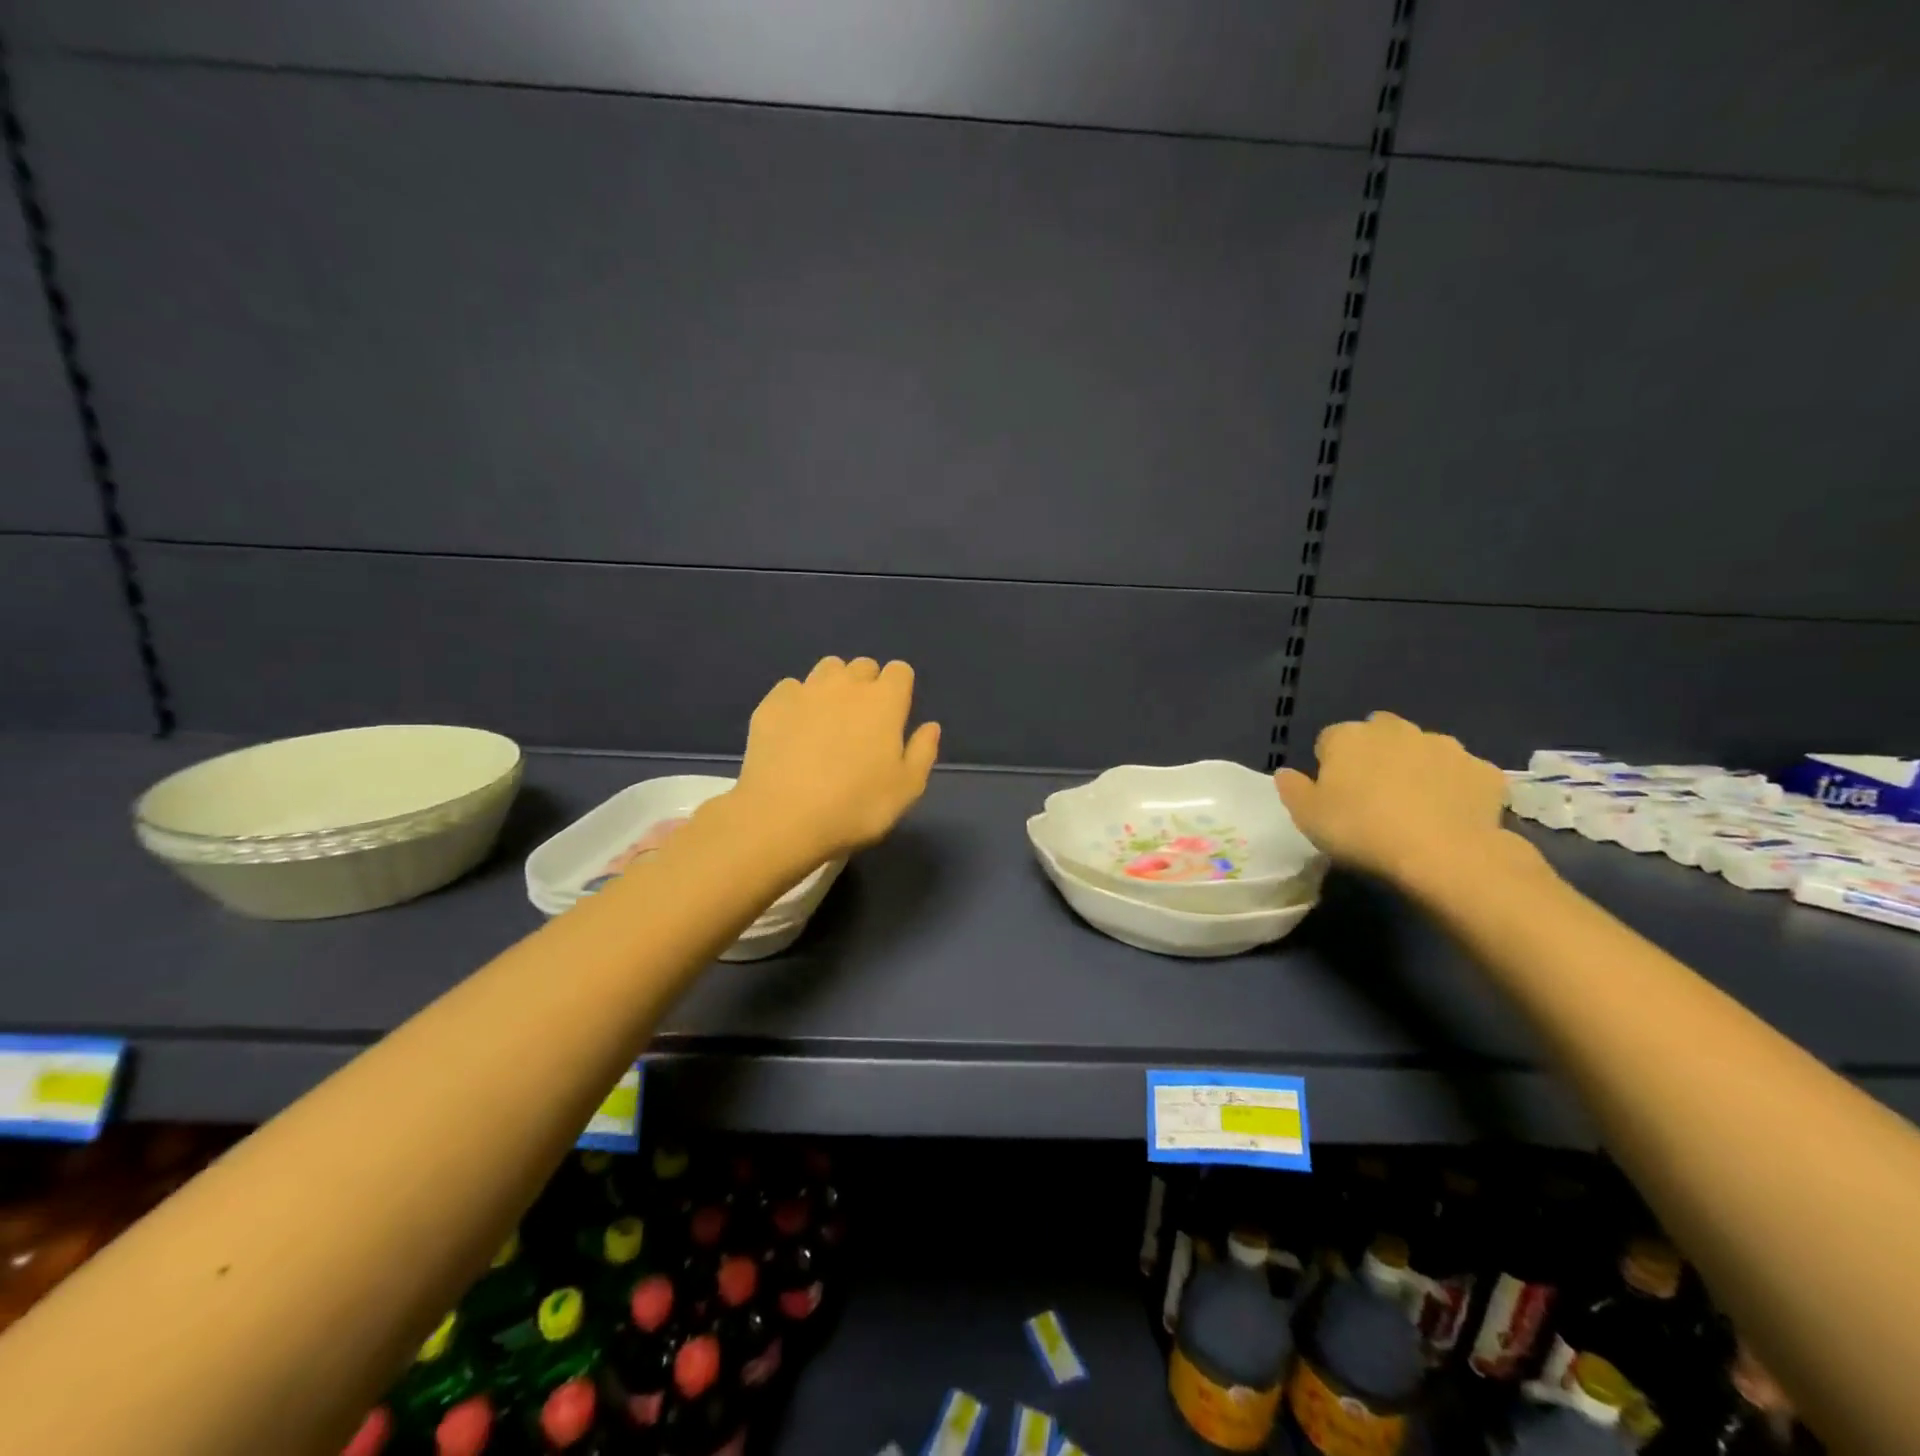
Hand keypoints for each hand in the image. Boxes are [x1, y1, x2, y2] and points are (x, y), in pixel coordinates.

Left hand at [734, 657, 941, 859]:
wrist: (782, 816)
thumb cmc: (855, 805)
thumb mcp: (906, 789)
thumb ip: (923, 752)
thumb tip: (930, 727)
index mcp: (884, 702)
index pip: (899, 671)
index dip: (899, 689)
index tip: (894, 716)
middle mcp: (846, 685)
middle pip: (863, 666)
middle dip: (867, 685)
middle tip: (862, 722)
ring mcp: (805, 691)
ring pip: (827, 669)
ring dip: (833, 686)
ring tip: (827, 720)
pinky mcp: (771, 704)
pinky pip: (790, 688)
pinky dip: (797, 701)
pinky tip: (793, 730)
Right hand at [1274, 711, 1507, 885]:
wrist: (1442, 853)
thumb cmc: (1361, 830)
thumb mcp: (1307, 817)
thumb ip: (1292, 789)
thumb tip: (1286, 772)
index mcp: (1348, 737)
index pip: (1329, 740)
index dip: (1330, 765)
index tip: (1334, 794)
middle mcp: (1395, 730)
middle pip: (1378, 733)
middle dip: (1375, 754)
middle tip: (1374, 795)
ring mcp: (1444, 746)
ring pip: (1423, 749)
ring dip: (1416, 766)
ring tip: (1414, 806)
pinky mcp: (1483, 769)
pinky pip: (1462, 773)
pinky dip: (1455, 786)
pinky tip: (1449, 815)